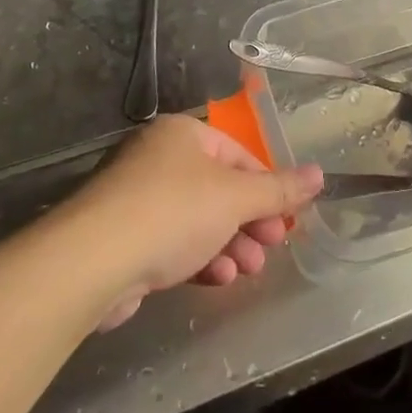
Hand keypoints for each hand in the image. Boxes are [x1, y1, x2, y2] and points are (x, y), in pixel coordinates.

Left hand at [69, 115, 321, 329]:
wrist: (92, 261)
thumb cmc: (172, 212)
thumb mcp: (235, 198)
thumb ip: (278, 189)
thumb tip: (320, 174)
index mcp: (181, 135)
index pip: (237, 154)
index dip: (267, 186)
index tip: (287, 218)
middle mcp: (157, 158)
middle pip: (218, 188)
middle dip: (249, 222)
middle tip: (271, 248)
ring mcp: (136, 198)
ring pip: (196, 219)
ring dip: (228, 244)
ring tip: (245, 271)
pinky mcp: (123, 237)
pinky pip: (171, 242)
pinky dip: (198, 257)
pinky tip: (217, 277)